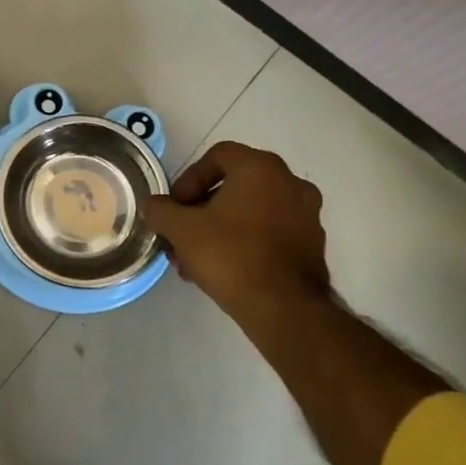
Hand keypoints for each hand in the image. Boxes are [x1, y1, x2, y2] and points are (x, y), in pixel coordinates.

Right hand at [139, 142, 329, 319]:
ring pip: (251, 211)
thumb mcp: (181, 230)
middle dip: (201, 209)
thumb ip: (161, 211)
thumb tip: (152, 205)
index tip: (175, 207)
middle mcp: (290, 182)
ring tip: (195, 259)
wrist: (285, 309)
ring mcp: (307, 214)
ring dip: (220, 228)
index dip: (189, 179)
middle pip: (233, 185)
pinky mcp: (312, 244)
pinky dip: (245, 242)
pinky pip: (269, 232)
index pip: (218, 156)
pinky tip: (224, 268)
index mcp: (261, 168)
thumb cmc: (231, 255)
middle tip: (181, 234)